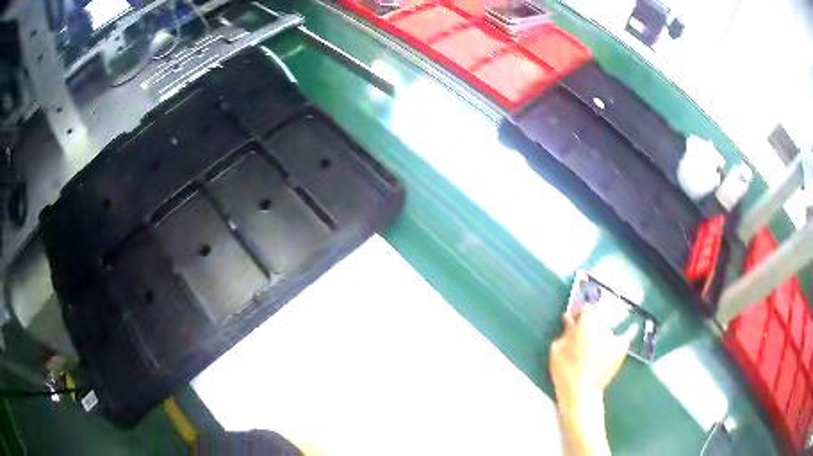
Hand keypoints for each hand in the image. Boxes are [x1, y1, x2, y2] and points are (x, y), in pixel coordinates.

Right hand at [549, 305, 631, 455]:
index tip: (571, 322)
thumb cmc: (565, 371)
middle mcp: (605, 325)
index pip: (586, 307)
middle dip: (589, 323)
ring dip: (599, 333)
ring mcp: (616, 337)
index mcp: (588, 321)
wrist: (582, 393)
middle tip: (579, 336)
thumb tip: (570, 321)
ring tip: (591, 348)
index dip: (578, 313)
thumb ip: (565, 331)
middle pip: (597, 317)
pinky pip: (619, 339)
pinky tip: (606, 352)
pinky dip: (613, 342)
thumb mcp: (556, 349)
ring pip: (606, 328)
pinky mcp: (622, 349)